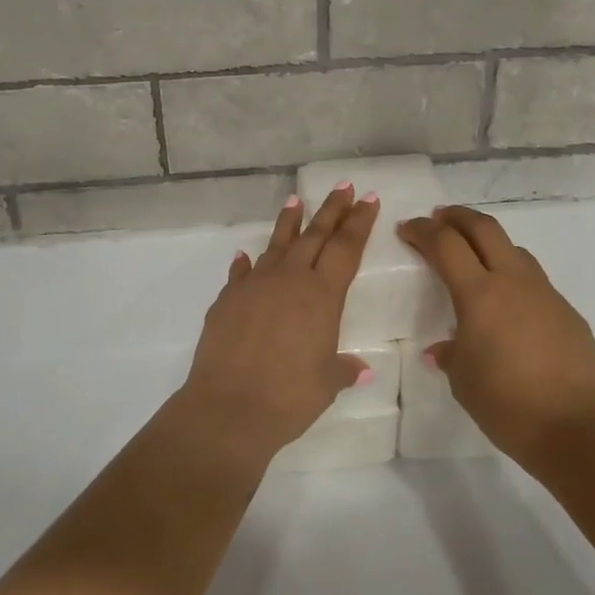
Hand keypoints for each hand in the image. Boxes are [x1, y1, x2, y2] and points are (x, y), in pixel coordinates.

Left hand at [178, 185, 378, 462]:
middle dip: (332, 210)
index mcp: (321, 295)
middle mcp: (288, 280)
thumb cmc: (289, 396)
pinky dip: (247, 264)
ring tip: (296, 200)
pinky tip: (245, 256)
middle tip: (343, 187)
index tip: (368, 199)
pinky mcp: (226, 300)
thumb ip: (342, 369)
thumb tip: (360, 369)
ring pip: (276, 245)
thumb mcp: (326, 383)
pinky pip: (241, 273)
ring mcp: (254, 286)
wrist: (229, 407)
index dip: (359, 223)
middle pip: (314, 235)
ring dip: (289, 222)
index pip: (345, 249)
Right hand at [398, 206, 594, 467]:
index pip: (446, 244)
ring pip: (513, 249)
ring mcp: (545, 294)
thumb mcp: (463, 380)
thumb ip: (450, 354)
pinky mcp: (567, 311)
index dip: (422, 231)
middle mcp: (513, 282)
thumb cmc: (507, 404)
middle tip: (437, 219)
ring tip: (472, 256)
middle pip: (484, 228)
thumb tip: (443, 348)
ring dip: (487, 242)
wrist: (578, 428)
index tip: (406, 229)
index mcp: (479, 295)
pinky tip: (506, 304)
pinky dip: (511, 275)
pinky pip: (533, 280)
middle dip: (457, 217)